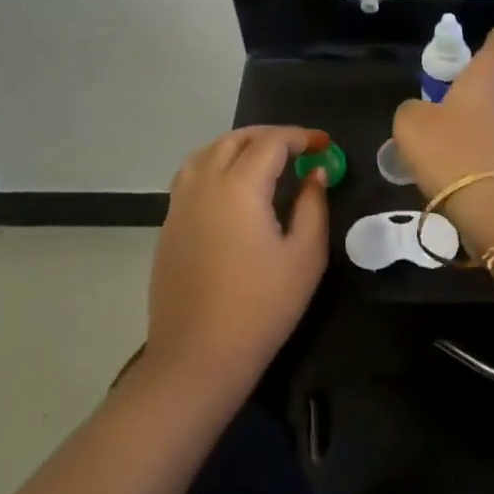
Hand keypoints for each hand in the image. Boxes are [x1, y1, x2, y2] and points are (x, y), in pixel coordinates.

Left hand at [147, 126, 331, 403]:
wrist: (197, 358)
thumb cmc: (261, 307)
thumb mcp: (304, 256)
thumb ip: (313, 205)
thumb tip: (315, 173)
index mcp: (239, 187)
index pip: (271, 142)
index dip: (301, 137)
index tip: (326, 144)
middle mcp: (204, 185)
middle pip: (234, 140)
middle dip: (269, 136)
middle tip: (299, 148)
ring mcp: (180, 205)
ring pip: (206, 153)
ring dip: (238, 146)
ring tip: (264, 160)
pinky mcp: (168, 226)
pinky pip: (191, 177)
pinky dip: (215, 165)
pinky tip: (233, 188)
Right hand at [393, 29, 493, 196]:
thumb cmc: (452, 151)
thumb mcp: (411, 123)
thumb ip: (411, 108)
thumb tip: (420, 111)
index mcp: (487, 75)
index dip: (487, 39)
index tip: (474, 41)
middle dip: (473, 78)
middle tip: (445, 83)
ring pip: (493, 109)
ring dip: (473, 111)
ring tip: (443, 120)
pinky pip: (491, 138)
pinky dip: (475, 139)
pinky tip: (454, 152)